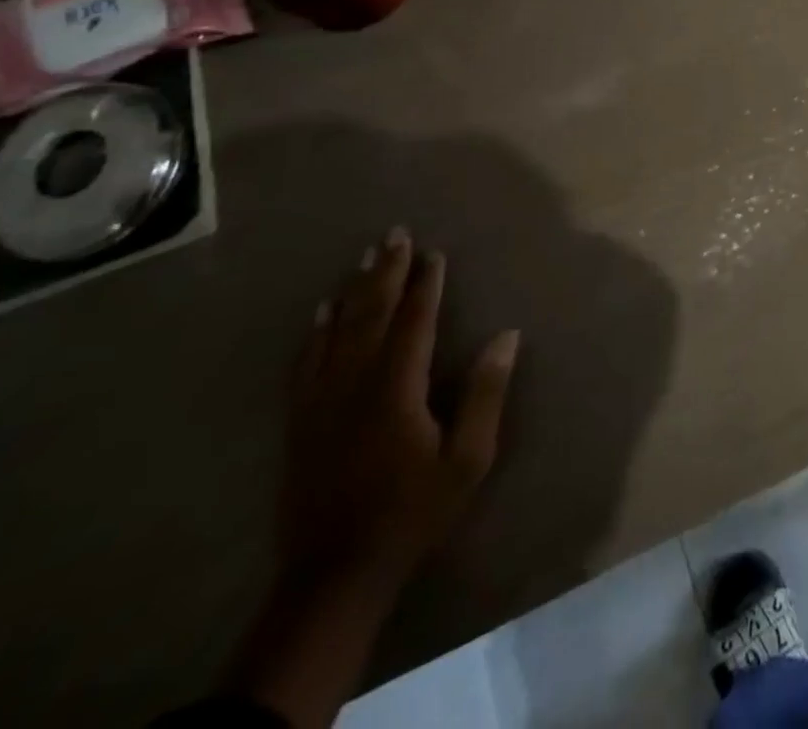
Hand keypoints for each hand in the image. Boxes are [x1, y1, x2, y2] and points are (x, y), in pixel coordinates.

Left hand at [283, 226, 519, 594]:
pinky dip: (315, 331)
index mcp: (397, 388)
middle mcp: (355, 383)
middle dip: (386, 272)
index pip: (414, 322)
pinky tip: (321, 311)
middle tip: (395, 233)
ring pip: (337, 330)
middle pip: (372, 314)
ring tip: (365, 257)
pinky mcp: (301, 421)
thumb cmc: (412, 513)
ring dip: (354, 290)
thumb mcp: (467, 459)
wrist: (335, 574)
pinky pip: (306, 362)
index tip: (433, 252)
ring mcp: (322, 401)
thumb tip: (506, 336)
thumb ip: (485, 394)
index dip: (425, 285)